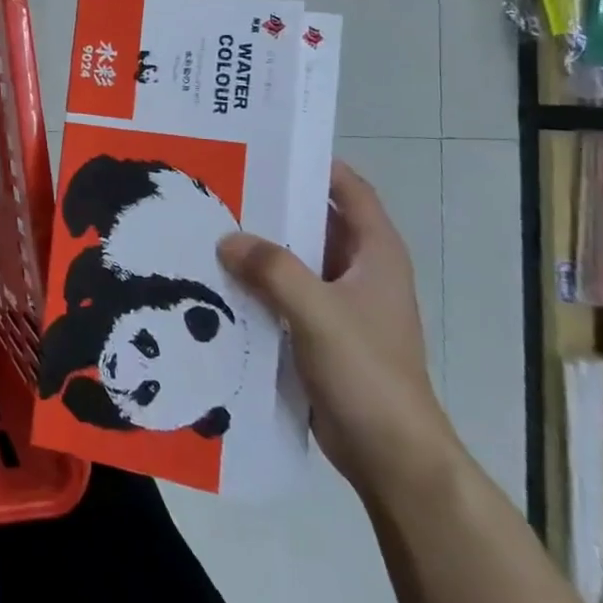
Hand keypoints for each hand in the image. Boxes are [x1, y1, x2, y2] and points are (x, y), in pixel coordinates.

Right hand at [217, 161, 459, 503]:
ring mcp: (341, 305)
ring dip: (261, 247)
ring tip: (211, 227)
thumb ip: (273, 269)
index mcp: (376, 255)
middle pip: (316, 222)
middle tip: (223, 185)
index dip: (318, 165)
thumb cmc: (367, 373)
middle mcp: (361, 272)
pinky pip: (285, 294)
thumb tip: (227, 239)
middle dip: (274, 204)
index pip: (351, 191)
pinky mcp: (321, 333)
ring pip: (296, 260)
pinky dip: (258, 283)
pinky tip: (220, 280)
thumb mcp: (318, 312)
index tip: (271, 147)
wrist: (391, 455)